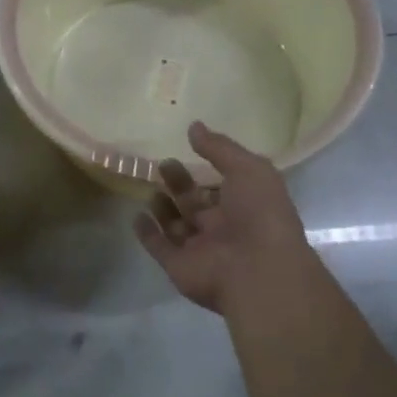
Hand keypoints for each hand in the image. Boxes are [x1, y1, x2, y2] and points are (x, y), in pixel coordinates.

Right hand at [135, 122, 318, 316]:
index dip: (207, 169)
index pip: (223, 185)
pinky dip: (147, 234)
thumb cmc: (259, 213)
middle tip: (163, 165)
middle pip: (196, 203)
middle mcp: (223, 227)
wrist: (257, 270)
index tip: (187, 149)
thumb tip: (194, 126)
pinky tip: (137, 216)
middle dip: (180, 184)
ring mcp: (200, 249)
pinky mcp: (179, 266)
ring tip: (150, 188)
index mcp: (245, 204)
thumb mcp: (248, 168)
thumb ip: (220, 148)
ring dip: (163, 209)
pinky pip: (160, 248)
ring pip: (177, 226)